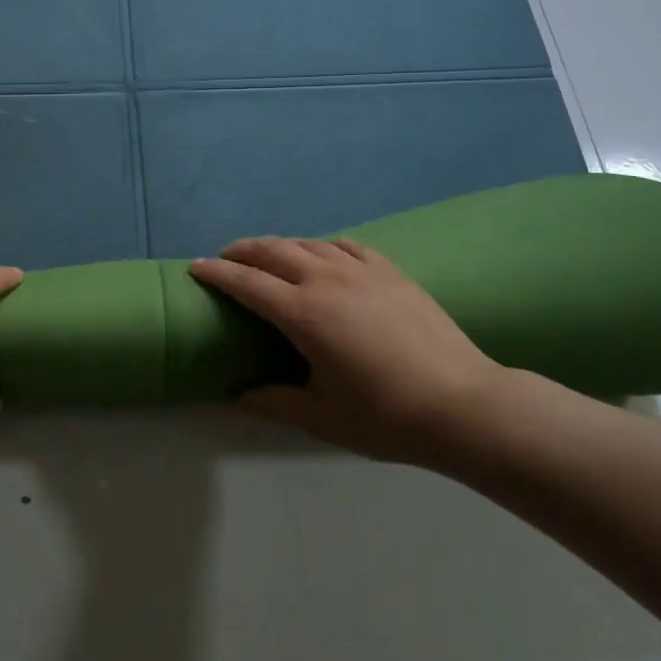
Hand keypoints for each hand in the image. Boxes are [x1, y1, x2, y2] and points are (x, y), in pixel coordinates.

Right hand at [190, 238, 506, 466]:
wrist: (464, 404)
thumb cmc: (386, 416)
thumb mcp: (321, 417)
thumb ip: (272, 402)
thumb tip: (235, 396)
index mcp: (302, 314)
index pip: (246, 283)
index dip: (216, 272)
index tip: (196, 267)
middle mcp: (325, 280)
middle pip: (272, 250)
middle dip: (242, 250)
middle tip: (226, 258)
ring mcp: (360, 270)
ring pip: (307, 243)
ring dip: (279, 246)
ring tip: (268, 256)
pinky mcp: (389, 270)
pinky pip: (345, 245)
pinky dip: (322, 246)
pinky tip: (322, 255)